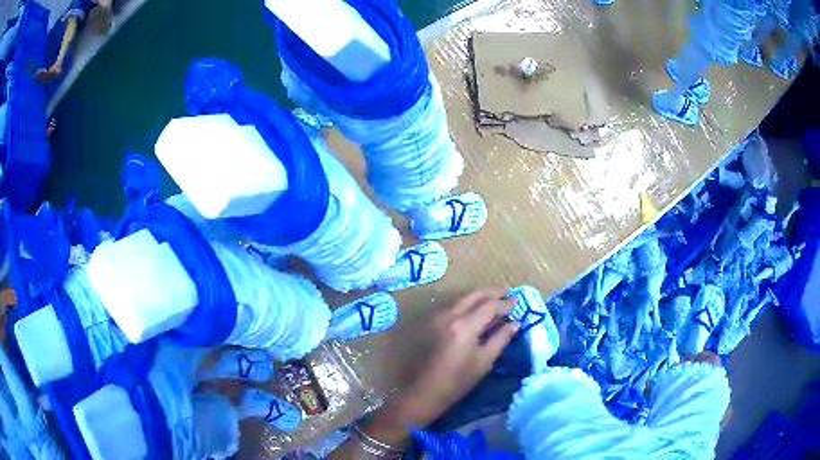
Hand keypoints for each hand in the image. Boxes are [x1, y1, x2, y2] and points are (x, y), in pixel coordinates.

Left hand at [397, 288, 518, 424]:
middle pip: (474, 295)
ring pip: (463, 299)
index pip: (489, 306)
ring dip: (480, 296)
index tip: (518, 300)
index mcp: (465, 325)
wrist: (425, 391)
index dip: (505, 303)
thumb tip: (515, 323)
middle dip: (492, 292)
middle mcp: (450, 316)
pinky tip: (478, 310)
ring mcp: (439, 318)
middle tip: (508, 292)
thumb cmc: (458, 381)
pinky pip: (455, 307)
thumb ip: (501, 338)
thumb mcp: (484, 361)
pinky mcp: (434, 324)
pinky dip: (469, 304)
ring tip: (496, 298)